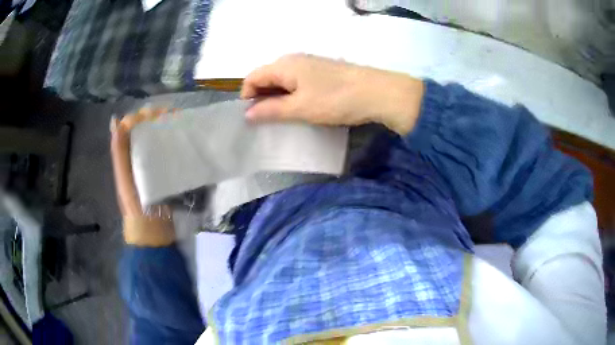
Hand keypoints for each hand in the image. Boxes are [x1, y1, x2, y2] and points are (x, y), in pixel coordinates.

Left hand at [110, 108, 174, 246]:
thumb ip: (119, 152)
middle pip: (146, 132)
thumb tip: (115, 121)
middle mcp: (138, 158)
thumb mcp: (123, 178)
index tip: (158, 112)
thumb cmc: (135, 205)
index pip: (132, 127)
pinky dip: (175, 146)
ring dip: (167, 130)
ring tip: (181, 124)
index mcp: (126, 157)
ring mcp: (153, 167)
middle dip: (158, 120)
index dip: (142, 116)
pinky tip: (184, 143)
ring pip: (158, 141)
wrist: (152, 231)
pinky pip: (169, 155)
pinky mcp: (166, 175)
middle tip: (174, 116)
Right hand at [240, 54, 424, 133]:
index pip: (253, 77)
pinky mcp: (322, 71)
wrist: (377, 93)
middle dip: (262, 97)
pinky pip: (298, 81)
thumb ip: (271, 110)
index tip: (252, 117)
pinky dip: (292, 94)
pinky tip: (301, 107)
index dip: (247, 96)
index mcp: (284, 65)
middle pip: (267, 76)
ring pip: (283, 79)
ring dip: (278, 97)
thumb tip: (248, 113)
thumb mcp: (300, 108)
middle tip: (267, 121)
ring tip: (284, 117)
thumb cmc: (335, 99)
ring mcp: (309, 64)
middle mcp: (293, 60)